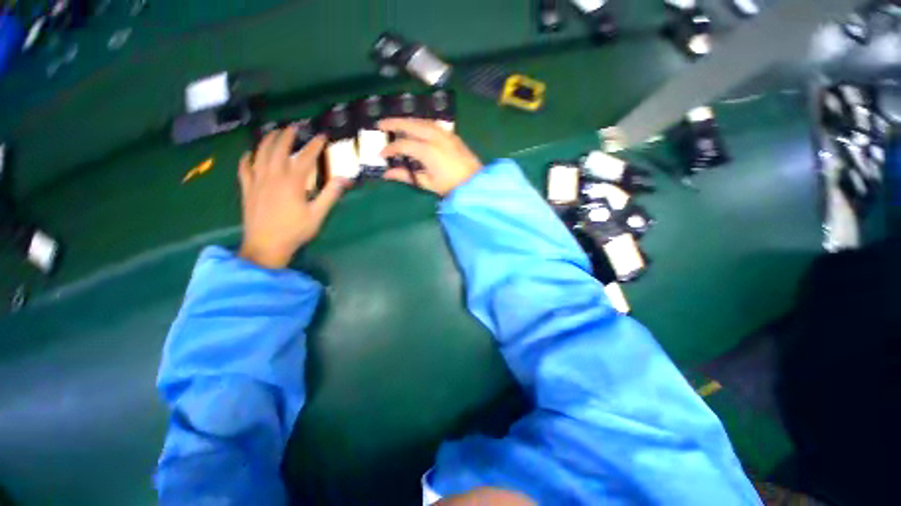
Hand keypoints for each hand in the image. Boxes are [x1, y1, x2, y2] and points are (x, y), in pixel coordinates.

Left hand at [238, 127, 346, 268]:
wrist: (266, 245)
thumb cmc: (295, 231)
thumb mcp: (318, 214)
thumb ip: (330, 194)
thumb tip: (345, 179)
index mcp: (292, 182)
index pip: (305, 158)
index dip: (314, 146)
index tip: (322, 136)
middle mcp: (272, 176)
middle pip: (278, 150)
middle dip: (286, 136)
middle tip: (294, 127)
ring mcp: (257, 181)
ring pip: (259, 154)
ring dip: (267, 141)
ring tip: (273, 133)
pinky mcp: (247, 189)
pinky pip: (244, 168)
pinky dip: (246, 158)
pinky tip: (249, 154)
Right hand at [378, 118, 481, 195]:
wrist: (475, 183)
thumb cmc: (451, 186)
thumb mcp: (428, 183)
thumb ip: (407, 176)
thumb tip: (387, 174)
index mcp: (428, 151)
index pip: (403, 145)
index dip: (390, 149)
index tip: (381, 154)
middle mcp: (435, 137)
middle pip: (410, 124)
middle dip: (394, 123)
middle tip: (380, 124)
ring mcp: (445, 134)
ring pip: (422, 121)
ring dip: (407, 120)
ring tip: (397, 123)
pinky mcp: (452, 135)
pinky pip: (432, 124)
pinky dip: (421, 123)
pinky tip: (417, 127)